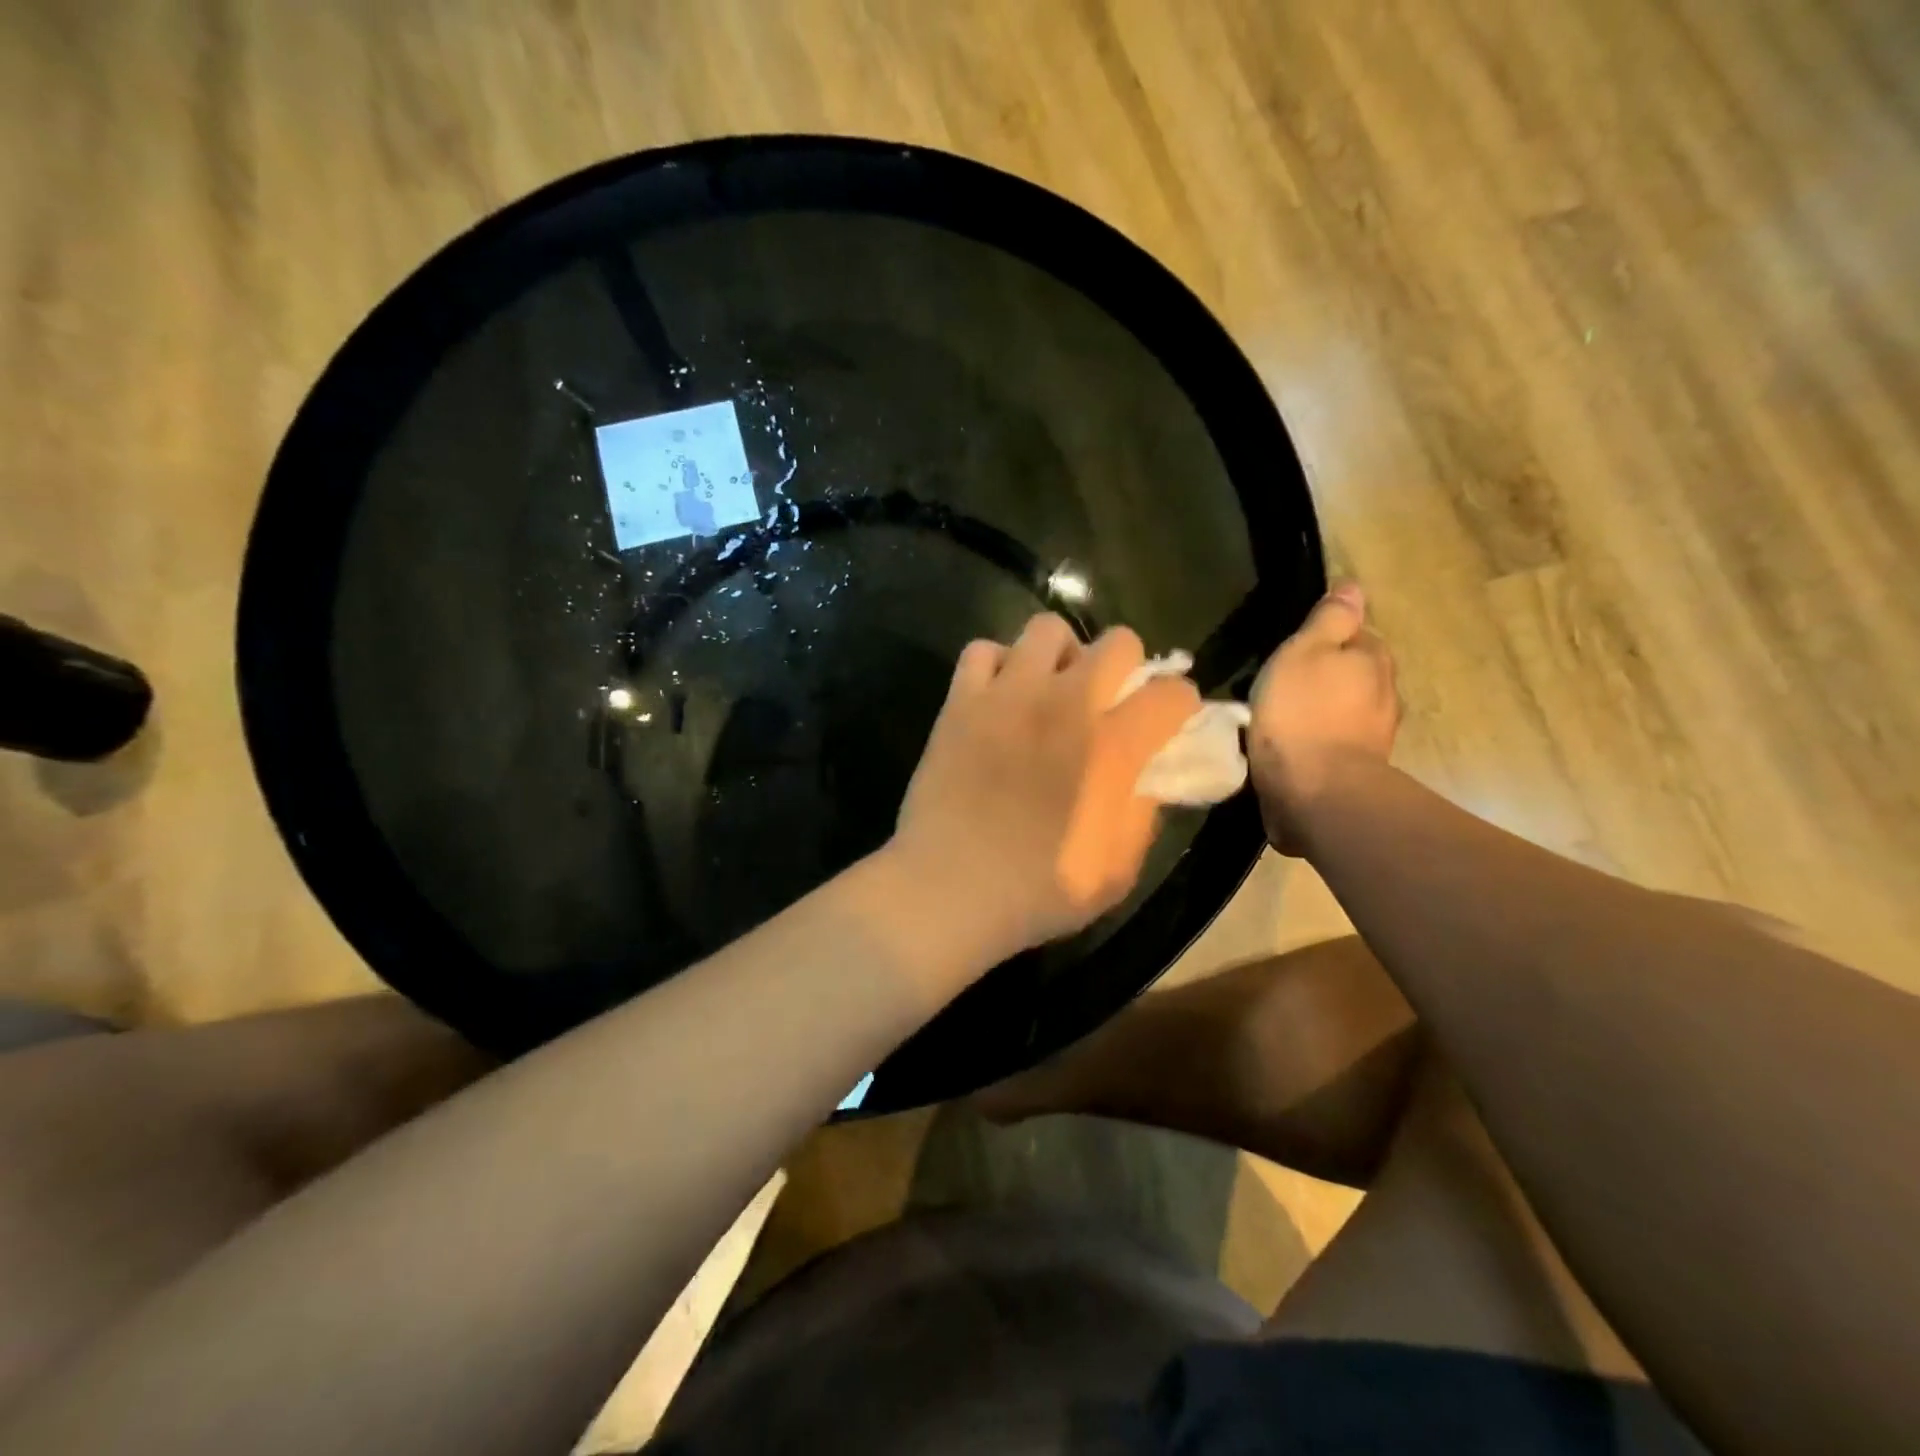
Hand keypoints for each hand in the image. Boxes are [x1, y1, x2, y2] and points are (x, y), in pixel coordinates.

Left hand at [887, 614, 1200, 966]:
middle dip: (1128, 667)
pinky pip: (982, 651)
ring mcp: (1007, 694)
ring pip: (1047, 629)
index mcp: (1112, 745)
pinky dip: (997, 665)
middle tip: (1110, 702)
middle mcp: (1065, 702)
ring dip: (1062, 655)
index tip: (1168, 724)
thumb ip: (1143, 811)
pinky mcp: (960, 701)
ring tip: (1051, 690)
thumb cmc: (1038, 891)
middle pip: (1118, 641)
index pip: (1172, 694)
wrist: (948, 889)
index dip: (1180, 707)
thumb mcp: (1119, 869)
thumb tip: (1148, 774)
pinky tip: (999, 697)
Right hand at [1248, 583, 1399, 854]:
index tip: (1295, 648)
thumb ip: (1329, 620)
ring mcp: (1375, 735)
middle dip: (1328, 675)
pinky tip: (1297, 746)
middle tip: (1285, 681)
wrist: (1315, 792)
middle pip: (1356, 673)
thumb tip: (1354, 587)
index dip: (1328, 637)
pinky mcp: (1358, 768)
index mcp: (1372, 659)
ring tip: (1286, 716)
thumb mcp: (1304, 652)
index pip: (1358, 633)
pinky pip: (1337, 741)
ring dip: (1325, 710)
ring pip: (1348, 709)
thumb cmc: (1302, 713)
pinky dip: (1320, 740)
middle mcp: (1385, 693)